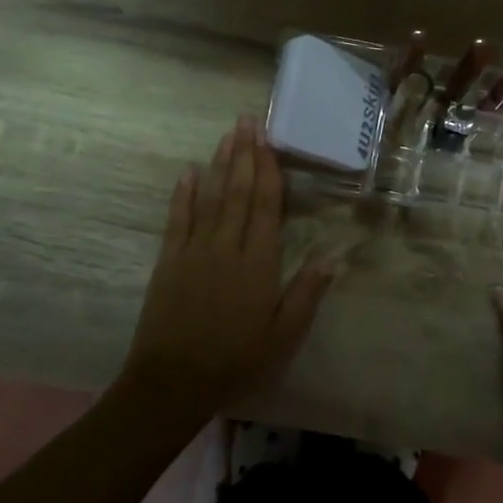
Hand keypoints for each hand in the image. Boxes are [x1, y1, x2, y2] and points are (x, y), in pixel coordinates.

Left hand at [122, 115, 333, 418]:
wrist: (173, 382)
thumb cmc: (236, 361)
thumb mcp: (284, 335)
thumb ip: (307, 293)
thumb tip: (333, 255)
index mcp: (259, 263)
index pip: (265, 206)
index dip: (268, 171)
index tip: (268, 142)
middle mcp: (227, 247)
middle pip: (238, 192)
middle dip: (244, 154)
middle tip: (247, 121)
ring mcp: (194, 251)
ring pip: (210, 198)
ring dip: (219, 165)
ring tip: (227, 135)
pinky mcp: (169, 262)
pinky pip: (178, 219)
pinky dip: (183, 194)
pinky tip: (188, 172)